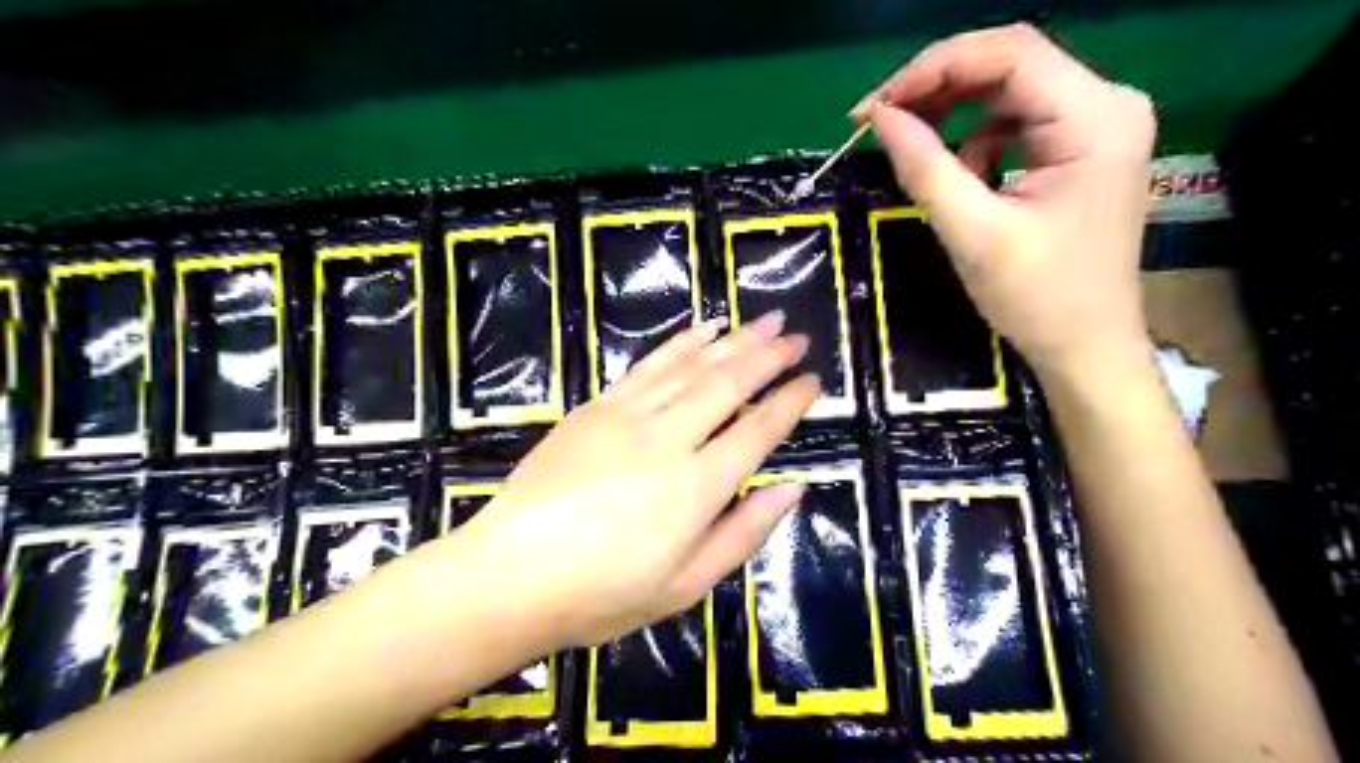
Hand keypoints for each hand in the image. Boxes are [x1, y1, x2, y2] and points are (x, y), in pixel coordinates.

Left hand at [451, 314, 823, 653]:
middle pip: (729, 384)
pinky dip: (680, 343)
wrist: (511, 574)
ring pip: (691, 366)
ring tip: (763, 321)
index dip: (790, 402)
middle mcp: (669, 439)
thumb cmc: (603, 593)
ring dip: (732, 340)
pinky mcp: (596, 407)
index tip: (813, 380)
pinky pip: (648, 366)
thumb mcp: (686, 585)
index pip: (758, 430)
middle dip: (768, 356)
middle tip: (797, 336)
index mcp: (697, 487)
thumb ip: (743, 533)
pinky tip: (703, 329)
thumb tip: (791, 490)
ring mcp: (628, 416)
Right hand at [860, 24, 1156, 380]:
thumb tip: (880, 117)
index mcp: (1095, 118)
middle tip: (880, 123)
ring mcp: (1097, 126)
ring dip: (953, 115)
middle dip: (937, 88)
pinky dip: (975, 141)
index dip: (932, 69)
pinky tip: (961, 178)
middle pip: (1009, 65)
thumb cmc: (1038, 298)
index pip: (1009, 54)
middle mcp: (1107, 104)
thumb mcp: (973, 233)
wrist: (1086, 348)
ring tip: (913, 152)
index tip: (874, 108)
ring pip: (1008, 92)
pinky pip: (1015, 123)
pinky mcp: (1081, 149)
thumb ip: (925, 168)